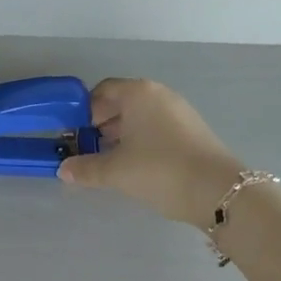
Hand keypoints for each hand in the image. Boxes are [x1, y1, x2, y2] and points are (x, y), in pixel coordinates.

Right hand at [57, 78, 246, 228]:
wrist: (218, 190)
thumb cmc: (159, 170)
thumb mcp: (116, 171)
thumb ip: (86, 168)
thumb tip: (63, 170)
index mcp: (137, 93)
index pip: (102, 90)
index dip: (84, 110)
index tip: (75, 134)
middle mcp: (159, 94)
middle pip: (121, 102)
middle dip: (102, 124)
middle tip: (89, 149)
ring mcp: (179, 110)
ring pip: (141, 116)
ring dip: (122, 134)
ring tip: (110, 161)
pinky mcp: (192, 129)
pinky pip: (158, 127)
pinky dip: (143, 140)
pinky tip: (137, 166)